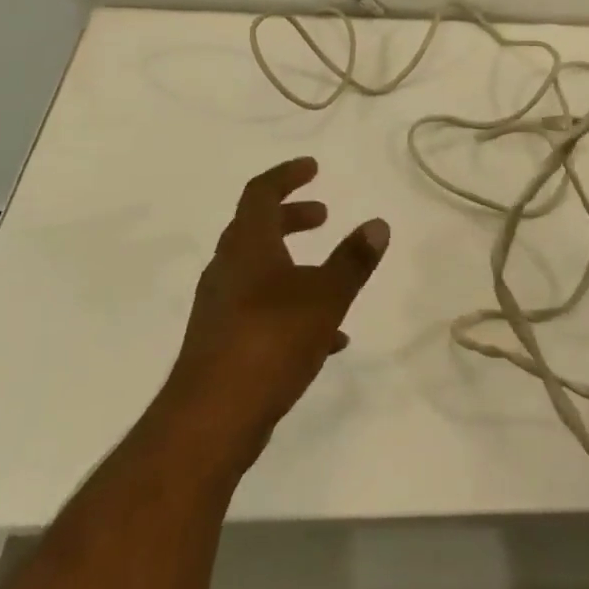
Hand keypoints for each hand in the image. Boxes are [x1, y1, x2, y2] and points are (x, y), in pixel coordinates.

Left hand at [164, 157, 389, 467]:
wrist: (210, 420)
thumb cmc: (270, 341)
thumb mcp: (325, 297)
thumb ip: (353, 260)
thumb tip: (378, 224)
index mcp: (247, 246)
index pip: (260, 192)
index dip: (286, 175)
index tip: (313, 168)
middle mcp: (227, 269)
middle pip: (256, 228)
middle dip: (291, 218)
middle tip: (323, 216)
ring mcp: (220, 308)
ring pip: (258, 271)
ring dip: (293, 263)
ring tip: (332, 278)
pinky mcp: (222, 343)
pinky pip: (261, 310)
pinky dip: (291, 308)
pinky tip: (326, 339)